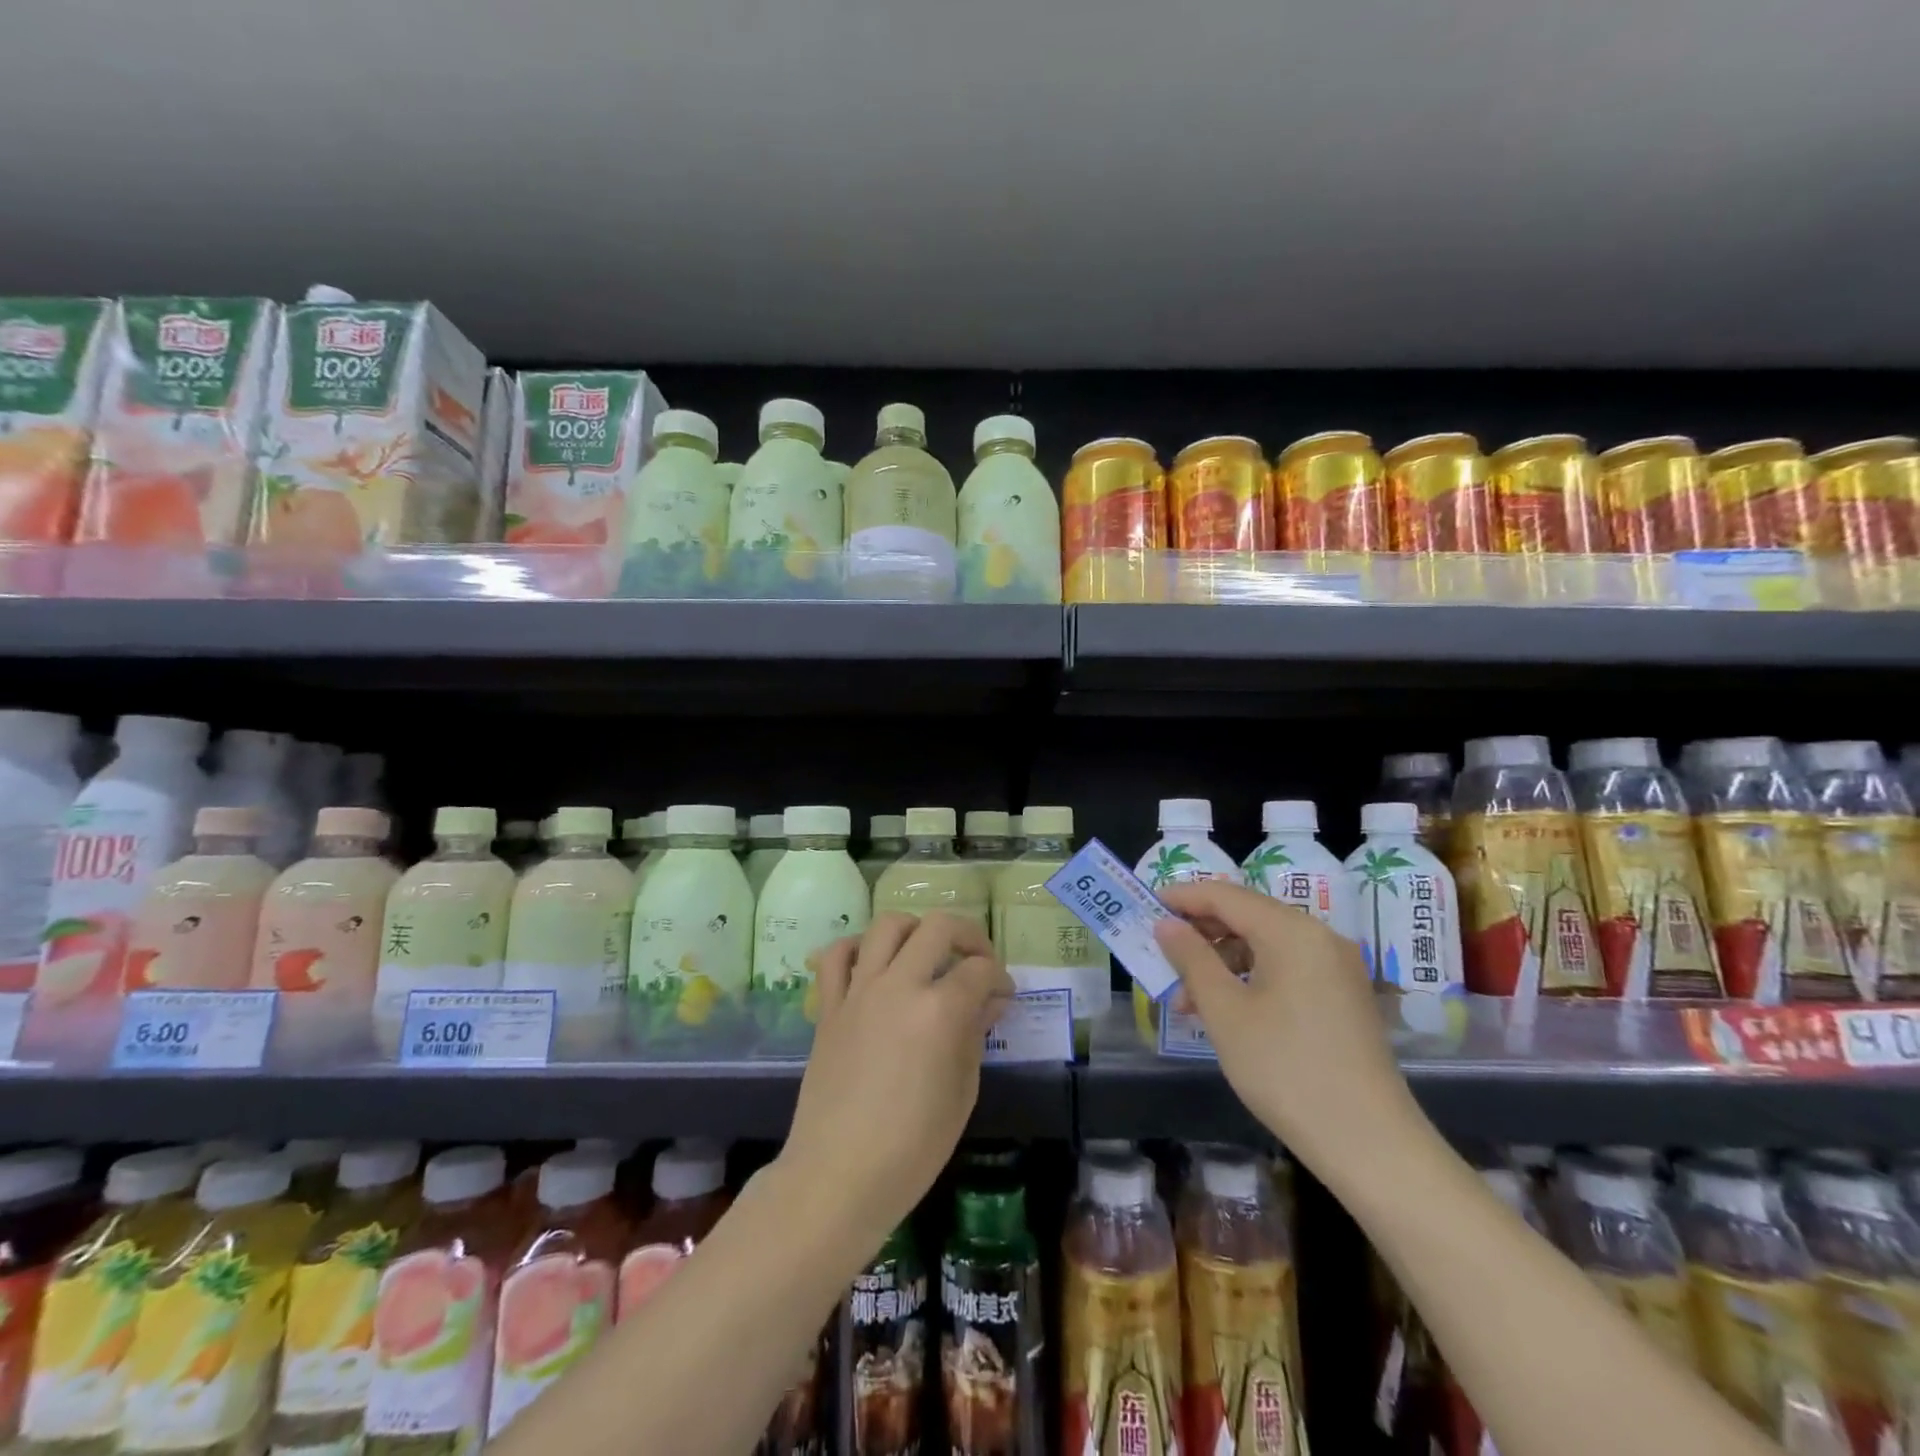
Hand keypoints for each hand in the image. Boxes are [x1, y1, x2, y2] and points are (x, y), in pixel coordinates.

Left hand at [782, 912, 1013, 1239]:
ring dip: (915, 929)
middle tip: (977, 961)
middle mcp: (899, 986)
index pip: (980, 970)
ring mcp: (859, 991)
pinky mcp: (829, 1006)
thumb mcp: (962, 1093)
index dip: (1001, 978)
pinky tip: (873, 964)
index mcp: (939, 1011)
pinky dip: (857, 948)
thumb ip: (975, 1034)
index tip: (1005, 996)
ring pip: (887, 926)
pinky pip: (837, 956)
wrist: (838, 1176)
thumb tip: (990, 1000)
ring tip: (927, 953)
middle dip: (968, 935)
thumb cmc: (912, 1148)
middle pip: (938, 927)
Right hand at [1153, 881, 1424, 1179]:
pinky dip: (1250, 976)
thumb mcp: (1225, 1011)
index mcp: (1292, 931)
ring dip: (1221, 959)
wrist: (1369, 1144)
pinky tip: (1225, 1007)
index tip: (1146, 905)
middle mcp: (1319, 936)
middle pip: (1247, 915)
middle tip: (1160, 952)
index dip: (1182, 897)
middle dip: (1200, 931)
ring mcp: (1335, 966)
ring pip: (1264, 943)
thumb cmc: (1285, 1069)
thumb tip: (1166, 924)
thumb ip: (1191, 958)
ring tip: (1186, 997)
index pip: (1226, 895)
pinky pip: (1285, 967)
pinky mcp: (1342, 995)